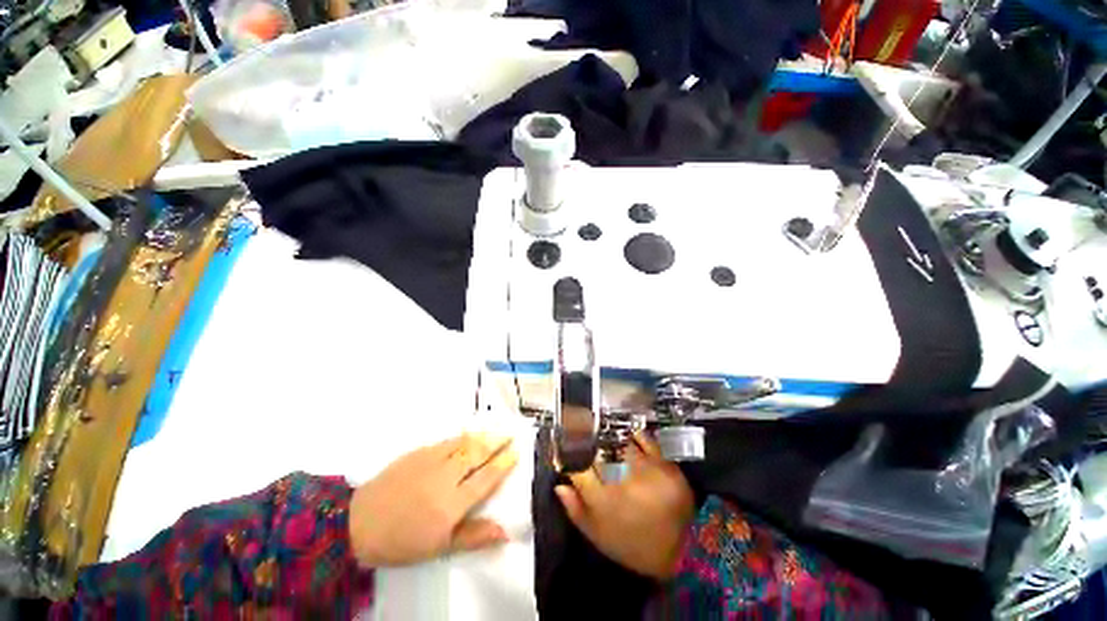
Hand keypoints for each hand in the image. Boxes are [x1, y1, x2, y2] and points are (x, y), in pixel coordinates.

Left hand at [349, 433, 517, 567]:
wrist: (359, 522)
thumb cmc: (402, 541)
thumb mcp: (439, 547)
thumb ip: (474, 536)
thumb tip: (505, 531)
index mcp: (452, 503)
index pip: (486, 478)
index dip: (503, 464)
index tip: (515, 453)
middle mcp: (446, 476)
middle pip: (478, 453)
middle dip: (498, 442)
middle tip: (511, 435)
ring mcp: (431, 460)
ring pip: (465, 442)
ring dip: (484, 436)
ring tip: (497, 431)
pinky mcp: (419, 451)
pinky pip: (448, 440)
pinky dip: (464, 436)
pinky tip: (469, 435)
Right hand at [555, 432, 694, 579]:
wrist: (683, 550)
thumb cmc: (635, 546)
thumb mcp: (599, 537)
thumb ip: (576, 511)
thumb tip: (560, 485)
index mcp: (602, 500)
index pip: (577, 467)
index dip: (569, 457)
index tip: (566, 453)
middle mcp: (621, 479)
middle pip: (597, 452)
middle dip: (588, 446)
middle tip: (586, 444)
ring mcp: (643, 468)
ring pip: (618, 443)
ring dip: (611, 442)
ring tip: (610, 444)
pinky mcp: (663, 462)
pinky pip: (644, 439)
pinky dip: (635, 437)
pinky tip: (631, 439)